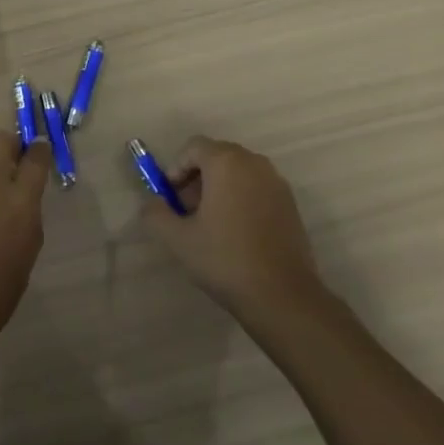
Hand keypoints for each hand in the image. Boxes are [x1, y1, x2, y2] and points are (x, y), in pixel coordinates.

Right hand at [142, 136, 324, 318]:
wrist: (283, 297)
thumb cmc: (225, 259)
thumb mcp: (178, 239)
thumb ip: (156, 213)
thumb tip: (153, 203)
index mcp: (227, 163)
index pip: (194, 147)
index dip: (176, 168)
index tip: (170, 198)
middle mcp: (254, 163)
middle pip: (217, 156)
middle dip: (197, 178)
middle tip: (186, 211)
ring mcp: (276, 183)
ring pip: (238, 173)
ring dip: (219, 188)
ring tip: (209, 224)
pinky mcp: (290, 204)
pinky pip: (256, 188)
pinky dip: (241, 199)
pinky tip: (235, 234)